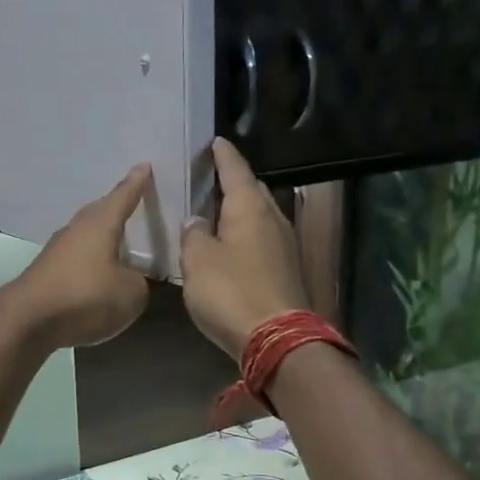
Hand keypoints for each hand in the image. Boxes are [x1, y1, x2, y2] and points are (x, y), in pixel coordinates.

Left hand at [6, 165, 152, 349]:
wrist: (28, 319)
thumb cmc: (85, 296)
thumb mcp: (130, 293)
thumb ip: (138, 282)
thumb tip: (128, 279)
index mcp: (100, 224)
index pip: (122, 196)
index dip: (136, 183)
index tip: (144, 166)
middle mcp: (76, 230)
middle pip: (99, 212)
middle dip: (116, 207)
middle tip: (132, 202)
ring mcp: (57, 250)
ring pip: (85, 235)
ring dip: (101, 237)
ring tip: (119, 241)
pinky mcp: (46, 273)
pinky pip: (76, 258)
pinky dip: (89, 261)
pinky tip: (97, 273)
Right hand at [181, 139, 308, 360]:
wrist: (276, 338)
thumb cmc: (231, 291)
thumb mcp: (197, 260)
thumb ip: (194, 234)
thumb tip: (197, 221)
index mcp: (250, 208)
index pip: (236, 170)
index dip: (223, 155)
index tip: (215, 141)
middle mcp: (272, 219)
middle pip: (253, 190)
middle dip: (234, 180)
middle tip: (211, 176)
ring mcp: (284, 245)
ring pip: (260, 215)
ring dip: (240, 209)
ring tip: (216, 208)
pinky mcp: (286, 269)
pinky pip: (262, 238)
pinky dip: (245, 233)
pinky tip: (230, 243)